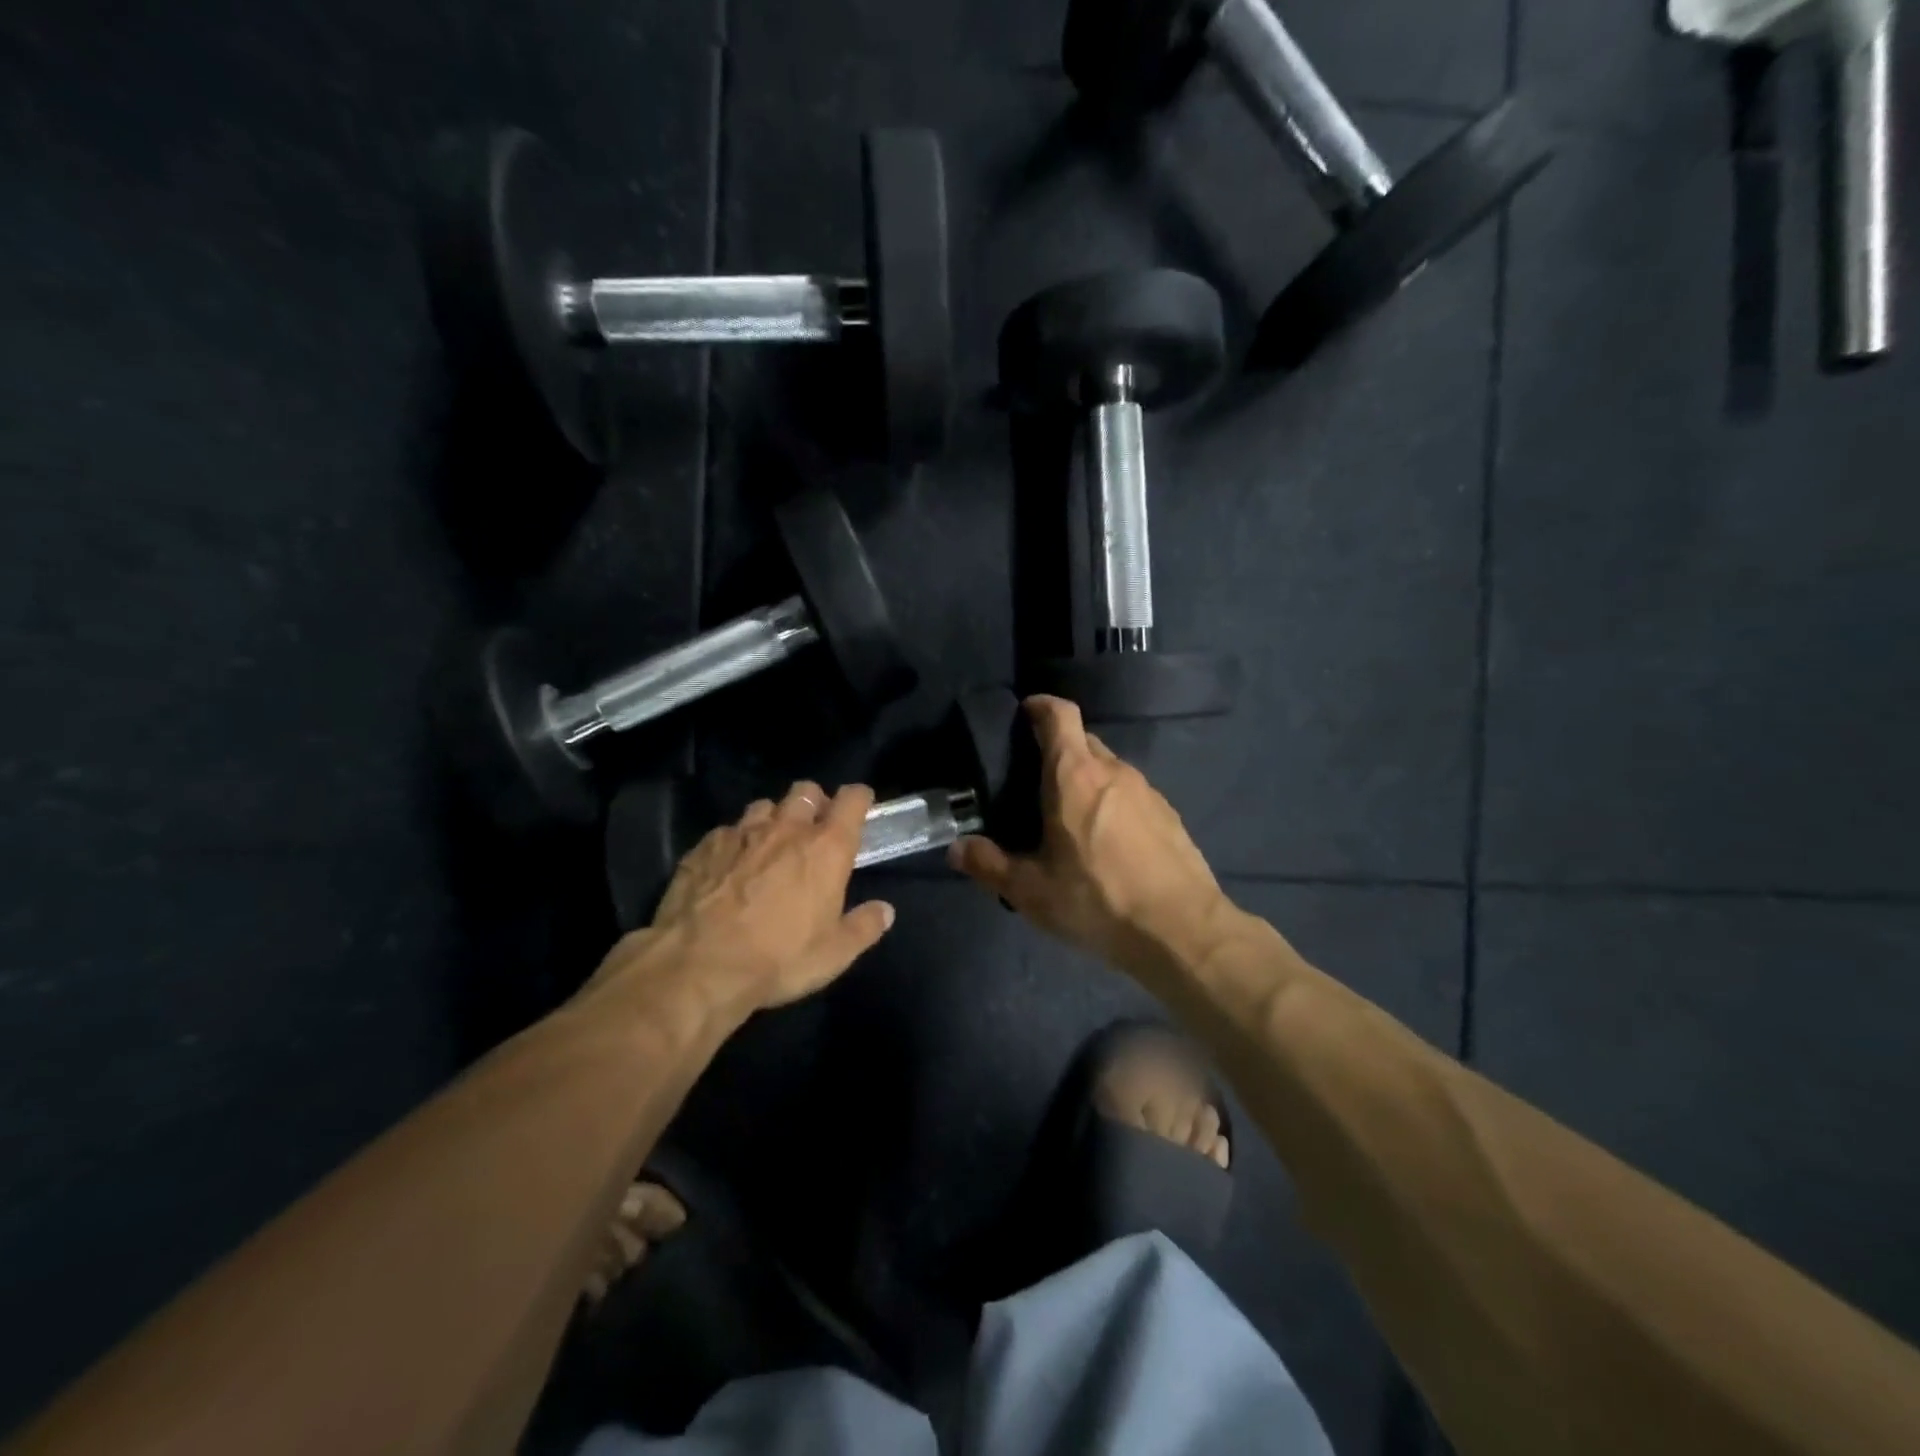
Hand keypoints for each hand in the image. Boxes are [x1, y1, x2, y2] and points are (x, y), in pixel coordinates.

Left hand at [588, 782, 895, 1019]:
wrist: (698, 966)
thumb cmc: (779, 958)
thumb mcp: (834, 954)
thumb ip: (864, 927)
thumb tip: (885, 910)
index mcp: (826, 848)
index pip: (851, 800)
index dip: (859, 798)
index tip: (861, 807)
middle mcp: (786, 829)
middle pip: (806, 791)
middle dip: (814, 803)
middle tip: (814, 830)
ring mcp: (741, 833)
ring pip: (764, 806)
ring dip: (774, 819)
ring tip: (770, 845)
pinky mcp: (704, 847)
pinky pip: (727, 832)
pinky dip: (735, 842)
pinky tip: (730, 866)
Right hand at [949, 697, 1230, 980]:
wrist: (1182, 930)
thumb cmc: (1098, 900)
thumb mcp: (1031, 891)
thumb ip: (988, 865)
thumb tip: (956, 849)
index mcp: (1075, 776)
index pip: (1060, 714)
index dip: (1039, 706)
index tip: (1023, 715)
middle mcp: (1113, 771)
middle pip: (1082, 740)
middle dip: (1057, 749)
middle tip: (1033, 783)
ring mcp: (1147, 790)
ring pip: (1108, 768)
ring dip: (1085, 779)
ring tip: (1067, 818)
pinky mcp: (1168, 814)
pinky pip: (1130, 793)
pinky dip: (1111, 802)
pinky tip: (1106, 843)